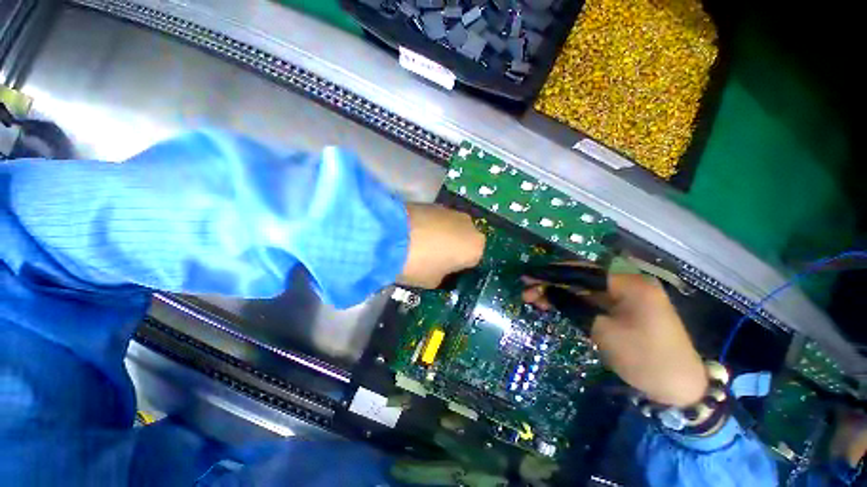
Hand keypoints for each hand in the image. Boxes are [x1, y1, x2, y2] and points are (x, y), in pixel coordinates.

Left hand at [398, 204, 484, 288]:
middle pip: (463, 240)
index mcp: (476, 248)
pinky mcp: (433, 202)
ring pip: (451, 228)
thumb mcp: (434, 281)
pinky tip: (414, 233)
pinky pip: (437, 219)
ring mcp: (451, 211)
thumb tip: (440, 269)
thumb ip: (443, 275)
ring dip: (441, 235)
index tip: (445, 272)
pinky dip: (429, 226)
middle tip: (434, 258)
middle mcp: (469, 226)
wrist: (392, 235)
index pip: (472, 261)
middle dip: (452, 248)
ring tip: (421, 244)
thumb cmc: (420, 264)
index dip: (458, 268)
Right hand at [522, 264, 706, 406]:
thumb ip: (572, 305)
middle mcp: (627, 282)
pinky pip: (592, 299)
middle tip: (527, 291)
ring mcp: (626, 295)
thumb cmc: (644, 358)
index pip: (581, 271)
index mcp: (628, 283)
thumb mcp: (602, 331)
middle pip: (581, 277)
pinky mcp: (623, 307)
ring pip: (584, 288)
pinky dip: (572, 301)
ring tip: (534, 299)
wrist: (679, 387)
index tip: (528, 277)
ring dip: (559, 292)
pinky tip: (553, 304)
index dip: (551, 273)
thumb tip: (546, 290)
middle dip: (552, 283)